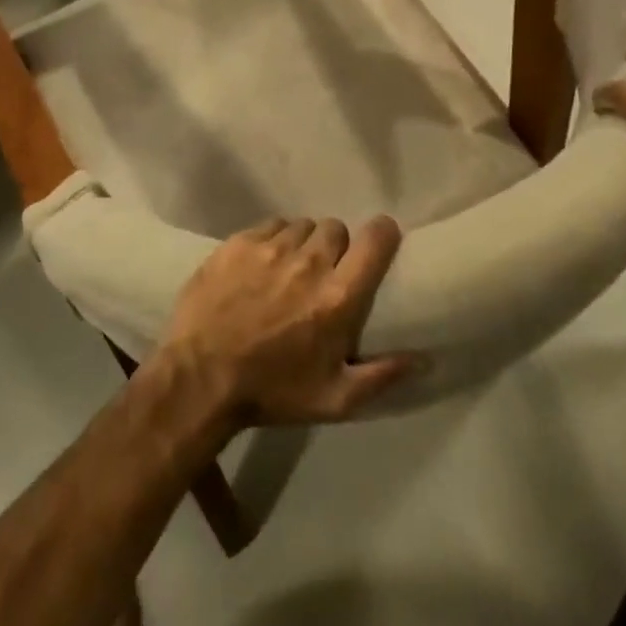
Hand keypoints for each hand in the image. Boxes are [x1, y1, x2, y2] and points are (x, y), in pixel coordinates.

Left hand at [155, 216, 420, 427]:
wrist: (200, 379)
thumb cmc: (272, 392)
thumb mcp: (334, 399)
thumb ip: (382, 375)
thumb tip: (425, 357)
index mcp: (339, 296)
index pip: (376, 238)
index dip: (382, 234)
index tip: (378, 244)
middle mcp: (310, 261)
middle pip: (337, 229)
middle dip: (336, 248)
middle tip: (323, 275)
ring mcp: (271, 247)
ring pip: (302, 226)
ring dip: (302, 244)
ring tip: (289, 270)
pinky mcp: (239, 242)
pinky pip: (269, 226)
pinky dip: (272, 241)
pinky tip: (261, 266)